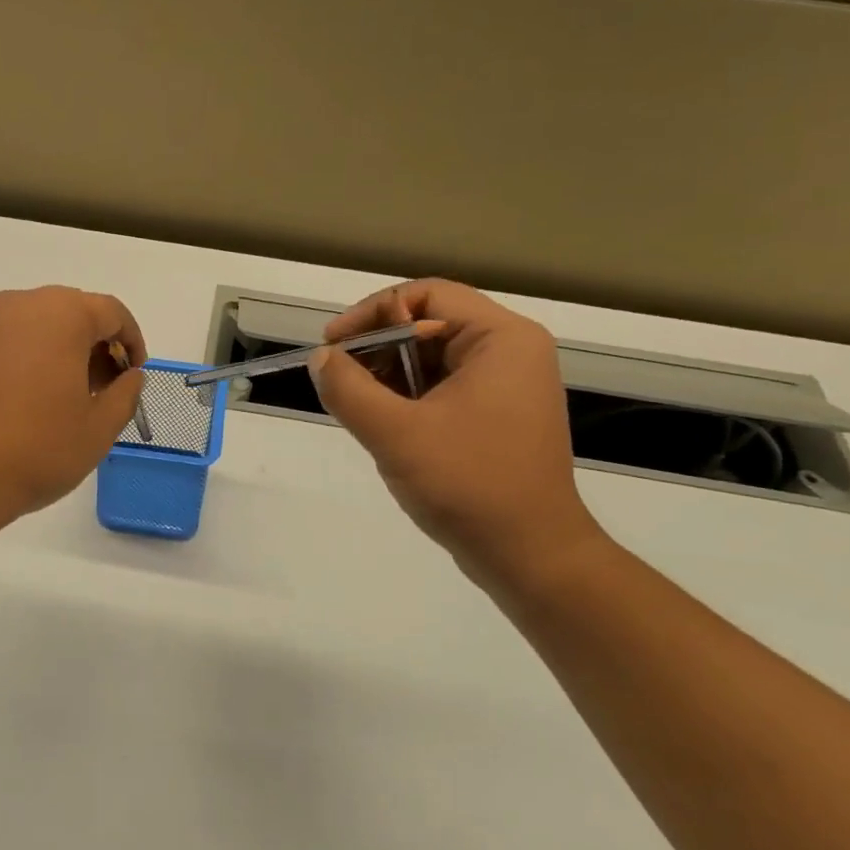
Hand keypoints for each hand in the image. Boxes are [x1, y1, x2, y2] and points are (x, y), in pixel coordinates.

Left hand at [0, 286, 146, 533]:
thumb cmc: (37, 450)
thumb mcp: (99, 429)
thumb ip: (126, 394)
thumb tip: (129, 376)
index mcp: (60, 315)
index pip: (111, 313)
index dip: (132, 343)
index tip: (134, 376)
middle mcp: (18, 307)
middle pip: (71, 313)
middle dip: (95, 347)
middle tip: (103, 390)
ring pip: (35, 327)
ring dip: (60, 353)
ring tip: (65, 399)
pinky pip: (5, 344)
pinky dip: (26, 361)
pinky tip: (26, 404)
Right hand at [310, 280, 603, 581]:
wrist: (529, 555)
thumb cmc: (468, 484)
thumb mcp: (395, 433)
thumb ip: (349, 389)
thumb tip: (320, 359)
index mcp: (501, 339)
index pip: (426, 295)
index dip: (372, 313)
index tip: (332, 346)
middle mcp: (510, 353)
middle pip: (428, 324)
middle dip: (377, 349)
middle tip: (338, 381)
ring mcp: (506, 388)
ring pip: (432, 360)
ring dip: (388, 377)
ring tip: (357, 408)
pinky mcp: (497, 418)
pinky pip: (442, 390)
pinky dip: (407, 400)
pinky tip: (383, 426)